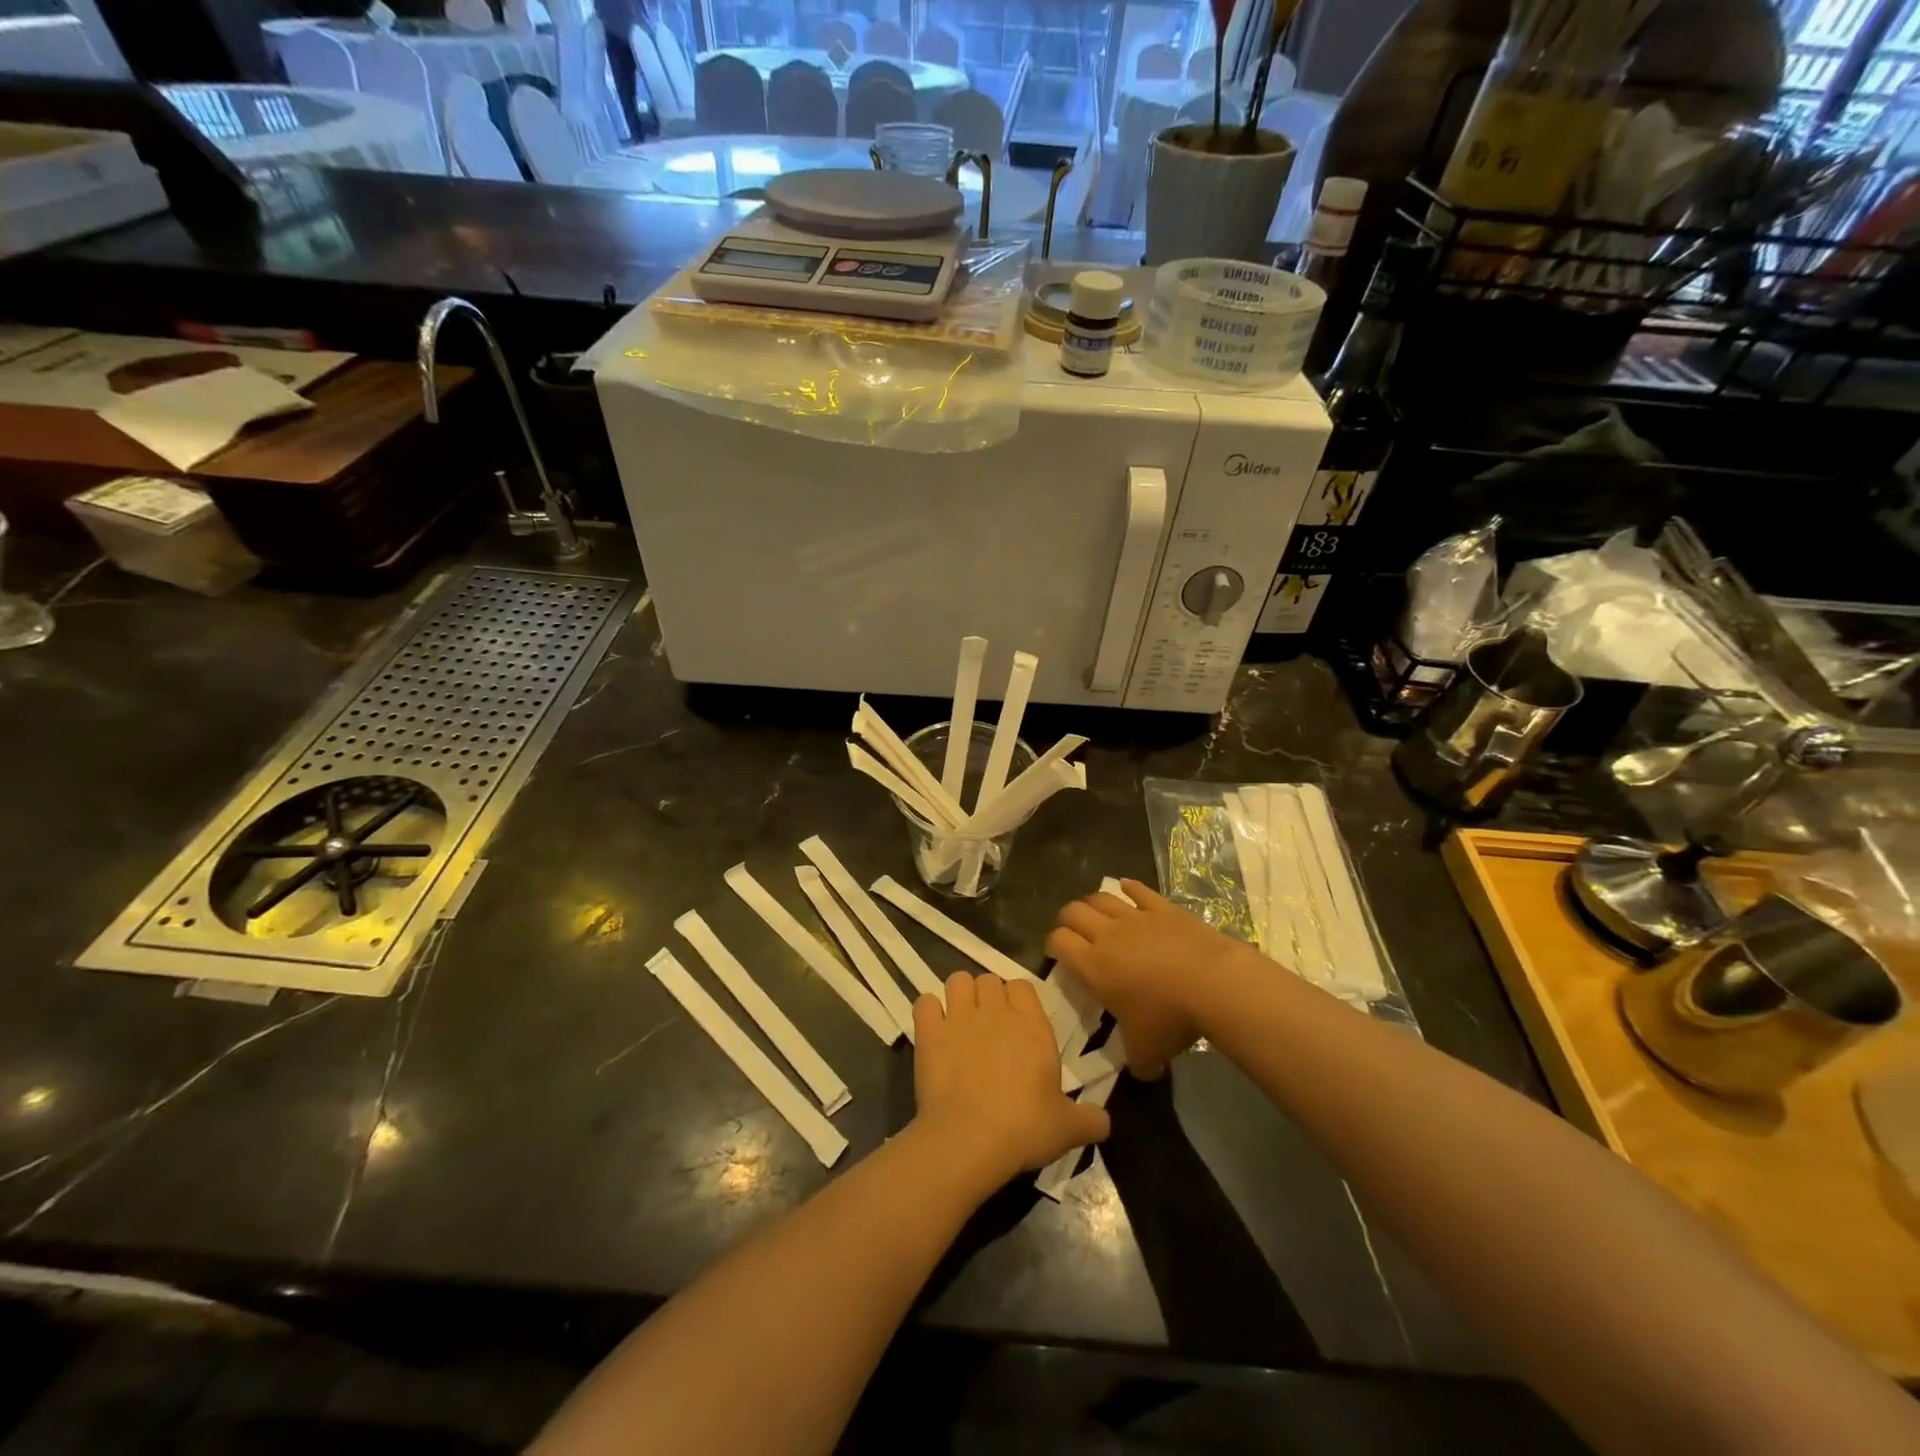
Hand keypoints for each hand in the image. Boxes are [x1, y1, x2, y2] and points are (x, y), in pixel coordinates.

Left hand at [912, 973, 1111, 1188]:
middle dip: (987, 997)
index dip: (1017, 1000)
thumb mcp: (1068, 1129)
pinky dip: (928, 1012)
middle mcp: (995, 1010)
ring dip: (959, 996)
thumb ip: (1091, 1119)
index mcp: (1032, 1023)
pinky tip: (933, 1031)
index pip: (1022, 985)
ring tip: (960, 1022)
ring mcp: (959, 1017)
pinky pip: (925, 1002)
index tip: (1017, 1023)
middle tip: (988, 1027)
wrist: (970, 1140)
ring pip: (957, 981)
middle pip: (989, 980)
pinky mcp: (929, 1031)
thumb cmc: (1025, 1127)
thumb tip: (1106, 1123)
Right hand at [1046, 880, 1244, 1080]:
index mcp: (1093, 966)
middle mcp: (1107, 935)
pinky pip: (1138, 890)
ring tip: (1097, 913)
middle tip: (1074, 934)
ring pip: (1101, 897)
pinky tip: (1127, 889)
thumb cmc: (1170, 1018)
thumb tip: (1143, 1072)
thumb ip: (1138, 1063)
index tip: (1058, 955)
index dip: (1052, 945)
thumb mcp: (1147, 1052)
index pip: (1058, 942)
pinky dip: (1129, 888)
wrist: (1213, 984)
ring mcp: (1135, 916)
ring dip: (1093, 903)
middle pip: (1073, 911)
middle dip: (1068, 920)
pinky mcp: (1162, 907)